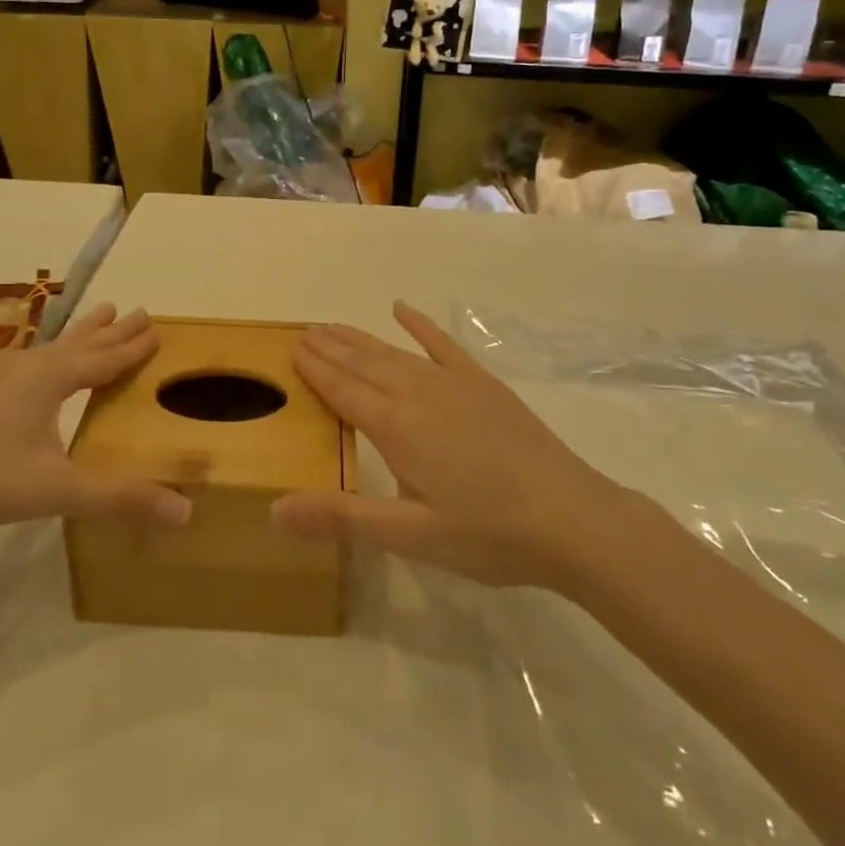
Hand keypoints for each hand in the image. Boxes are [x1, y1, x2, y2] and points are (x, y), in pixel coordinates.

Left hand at [0, 305, 191, 540]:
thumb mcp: (57, 492)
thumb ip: (119, 499)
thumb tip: (185, 511)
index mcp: (49, 381)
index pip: (103, 358)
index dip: (132, 346)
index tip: (157, 327)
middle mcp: (25, 368)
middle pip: (79, 343)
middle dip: (112, 329)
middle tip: (139, 309)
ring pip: (49, 347)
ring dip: (80, 333)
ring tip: (100, 313)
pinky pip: (25, 360)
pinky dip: (47, 353)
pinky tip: (33, 362)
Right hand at [271, 302, 630, 589]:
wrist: (570, 518)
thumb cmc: (486, 533)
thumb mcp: (410, 536)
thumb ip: (342, 517)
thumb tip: (274, 510)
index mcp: (395, 428)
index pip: (343, 390)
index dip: (315, 370)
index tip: (292, 348)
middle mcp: (418, 393)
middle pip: (364, 364)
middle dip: (331, 348)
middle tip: (304, 332)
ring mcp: (453, 383)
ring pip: (394, 352)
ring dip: (361, 338)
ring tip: (334, 326)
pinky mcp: (483, 384)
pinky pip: (442, 344)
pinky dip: (419, 325)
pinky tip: (402, 309)